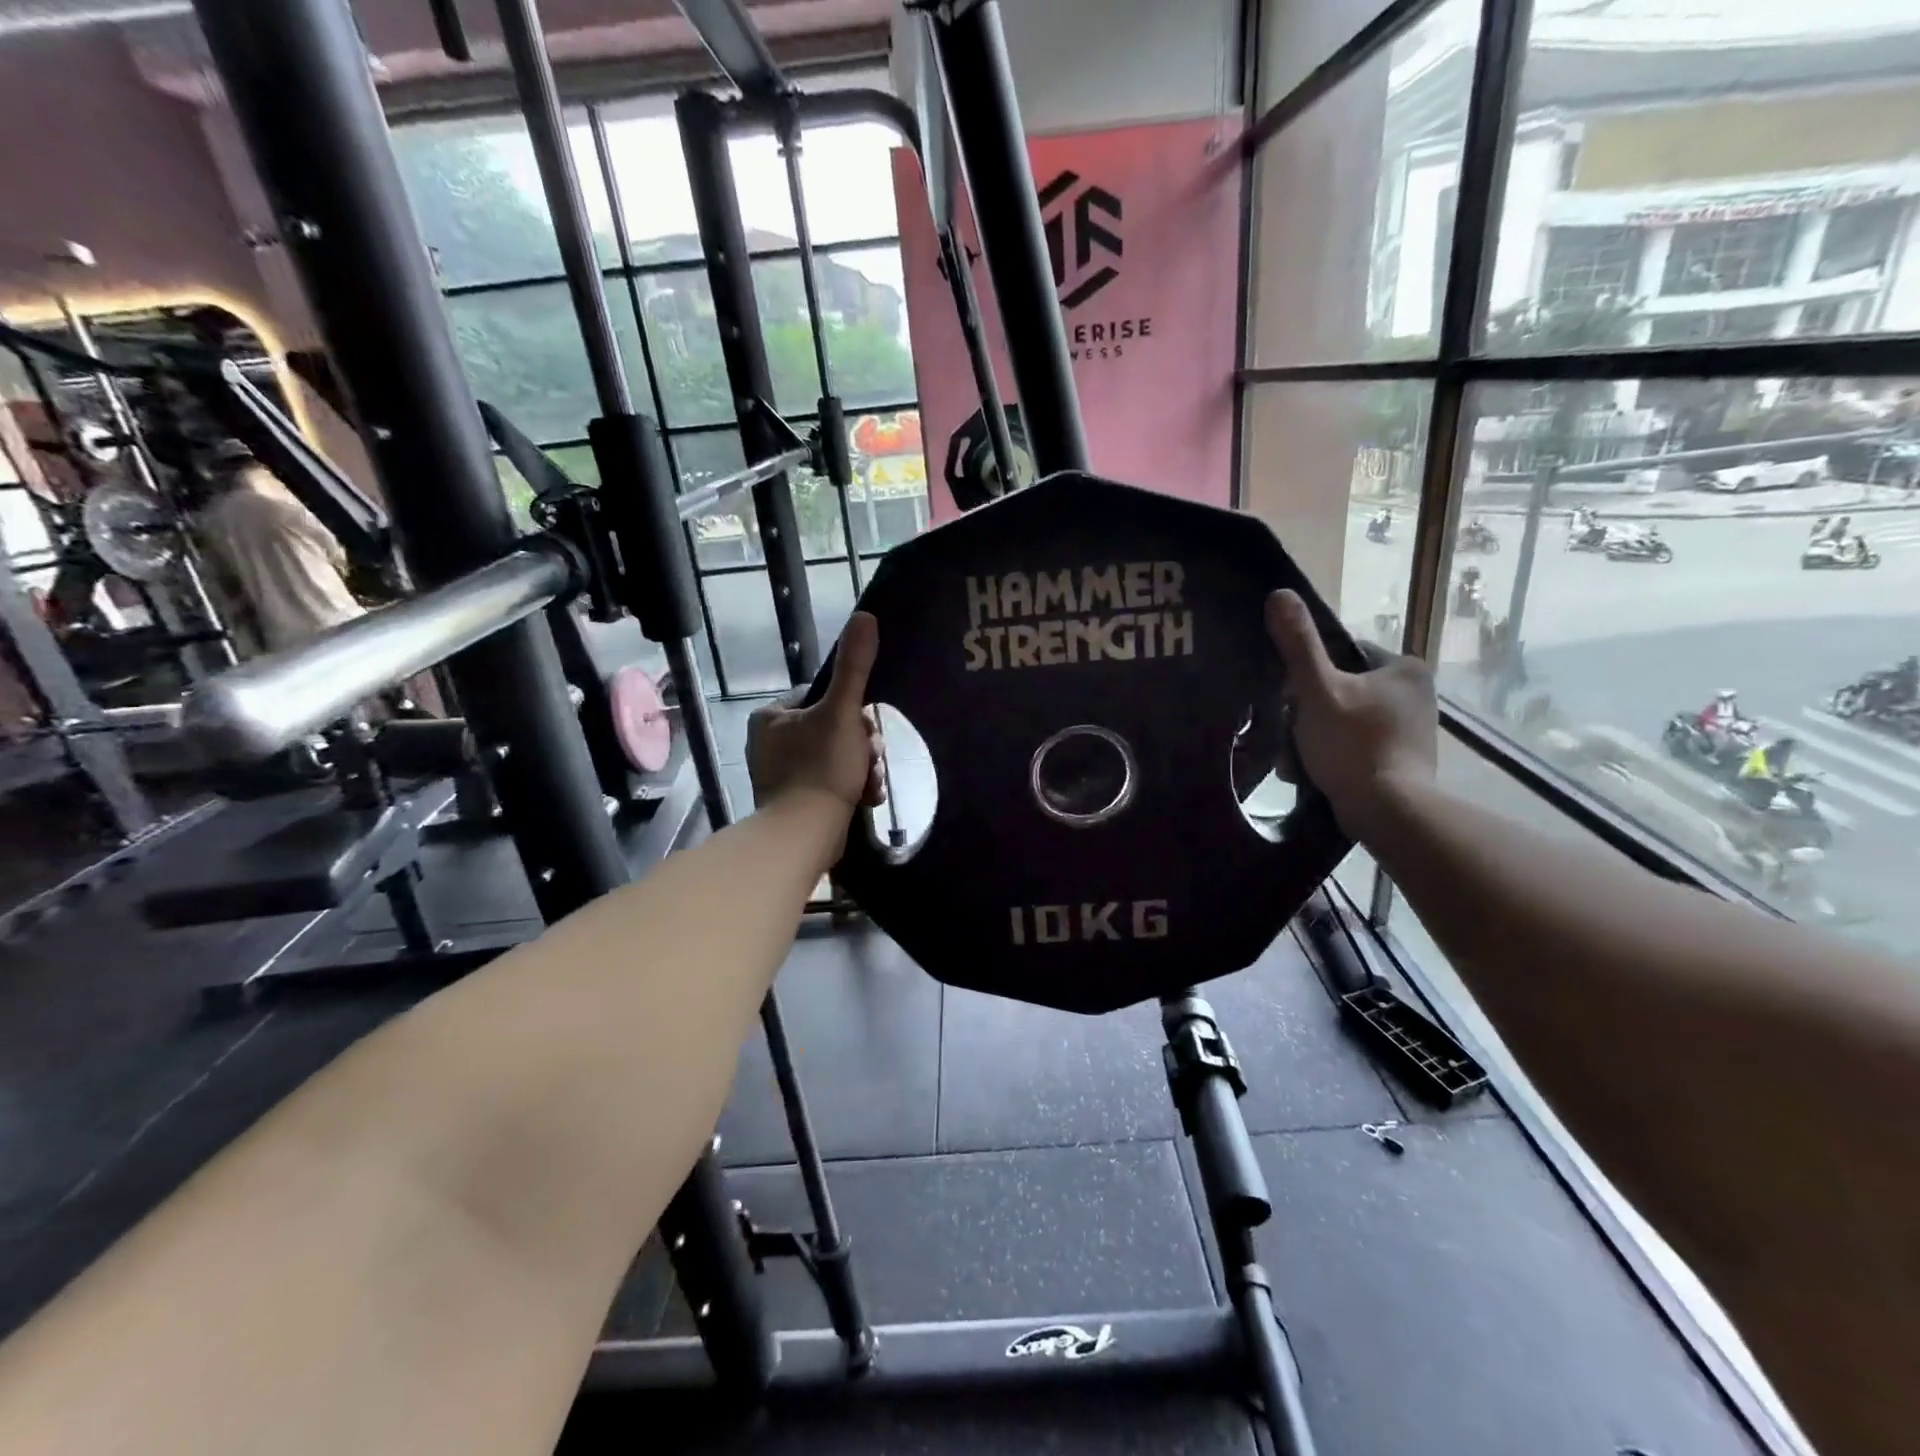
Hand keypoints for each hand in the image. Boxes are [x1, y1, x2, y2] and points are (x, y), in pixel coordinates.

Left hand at [747, 611, 884, 811]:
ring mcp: (780, 774)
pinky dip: (851, 788)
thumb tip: (865, 616)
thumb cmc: (820, 767)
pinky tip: (864, 799)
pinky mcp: (793, 802)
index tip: (867, 729)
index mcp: (771, 717)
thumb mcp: (842, 712)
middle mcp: (770, 742)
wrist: (805, 834)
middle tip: (871, 760)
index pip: (822, 697)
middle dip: (861, 746)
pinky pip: (830, 783)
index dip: (852, 712)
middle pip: (833, 729)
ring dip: (862, 768)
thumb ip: (854, 667)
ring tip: (870, 784)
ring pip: (836, 758)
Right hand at [1265, 589, 1436, 839]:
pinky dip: (1336, 756)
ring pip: (1347, 721)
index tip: (1292, 698)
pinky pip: (1359, 747)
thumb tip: (1279, 593)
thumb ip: (1299, 645)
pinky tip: (1315, 773)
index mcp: (1405, 669)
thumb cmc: (1353, 744)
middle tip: (1291, 732)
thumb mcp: (1317, 690)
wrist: (1387, 811)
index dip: (1311, 674)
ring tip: (1297, 759)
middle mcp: (1418, 694)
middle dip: (1312, 711)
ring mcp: (1414, 730)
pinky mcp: (1407, 761)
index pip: (1345, 655)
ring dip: (1318, 736)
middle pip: (1343, 690)